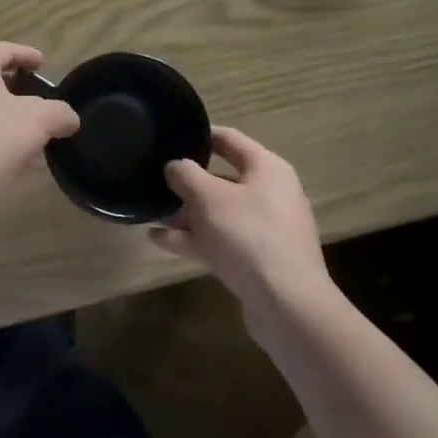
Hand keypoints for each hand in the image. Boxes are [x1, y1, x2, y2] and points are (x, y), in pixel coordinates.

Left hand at [0, 43, 79, 219]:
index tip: (43, 63)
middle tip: (38, 95)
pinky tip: (16, 153)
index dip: (25, 53)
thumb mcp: (41, 119)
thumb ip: (60, 112)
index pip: (2, 50)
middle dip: (15, 85)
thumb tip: (69, 119)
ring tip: (32, 127)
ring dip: (6, 113)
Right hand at [150, 127, 328, 309]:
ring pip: (218, 213)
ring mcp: (265, 230)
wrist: (286, 303)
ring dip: (186, 214)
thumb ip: (185, 174)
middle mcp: (270, 194)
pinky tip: (158, 240)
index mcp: (267, 169)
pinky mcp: (257, 260)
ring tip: (150, 213)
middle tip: (155, 180)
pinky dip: (192, 238)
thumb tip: (175, 166)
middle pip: (222, 180)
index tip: (172, 135)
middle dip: (187, 183)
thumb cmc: (247, 235)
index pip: (230, 139)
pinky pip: (219, 240)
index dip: (201, 134)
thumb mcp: (207, 197)